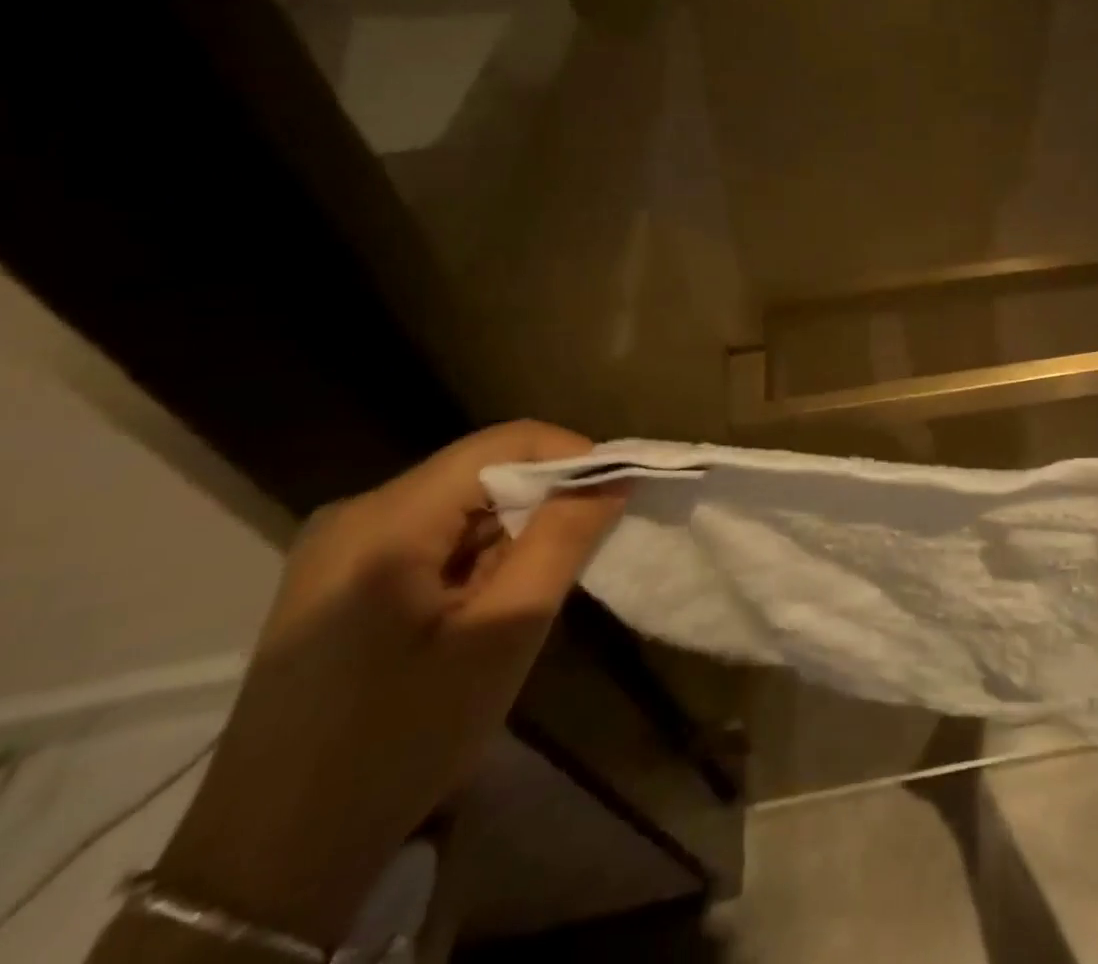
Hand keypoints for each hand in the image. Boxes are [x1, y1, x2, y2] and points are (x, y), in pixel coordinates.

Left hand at [152, 422, 628, 945]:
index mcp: (385, 520)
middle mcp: (355, 512)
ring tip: (528, 594)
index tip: (619, 495)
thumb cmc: (398, 742)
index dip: (572, 457)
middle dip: (543, 501)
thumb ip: (562, 542)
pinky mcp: (337, 578)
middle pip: (479, 471)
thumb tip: (615, 476)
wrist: (272, 861)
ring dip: (511, 533)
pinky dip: (476, 554)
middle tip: (578, 555)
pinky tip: (481, 609)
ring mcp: (338, 546)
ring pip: (460, 503)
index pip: (503, 443)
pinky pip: (432, 535)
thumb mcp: (502, 636)